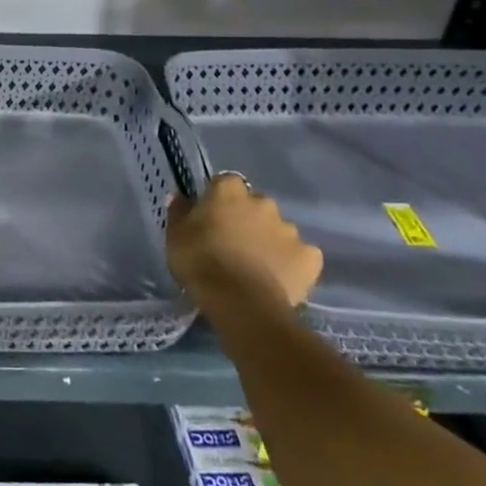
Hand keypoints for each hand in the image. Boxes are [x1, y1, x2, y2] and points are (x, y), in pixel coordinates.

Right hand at [166, 173, 321, 311]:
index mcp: (229, 191)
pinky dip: (292, 263)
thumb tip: (179, 197)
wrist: (240, 302)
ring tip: (257, 266)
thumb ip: (179, 212)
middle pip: (255, 204)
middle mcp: (263, 202)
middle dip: (247, 218)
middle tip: (233, 243)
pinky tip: (279, 278)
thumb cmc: (199, 261)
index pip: (225, 183)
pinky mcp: (310, 257)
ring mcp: (290, 229)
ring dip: (269, 240)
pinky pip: (301, 255)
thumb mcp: (175, 235)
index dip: (218, 199)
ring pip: (278, 230)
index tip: (211, 218)